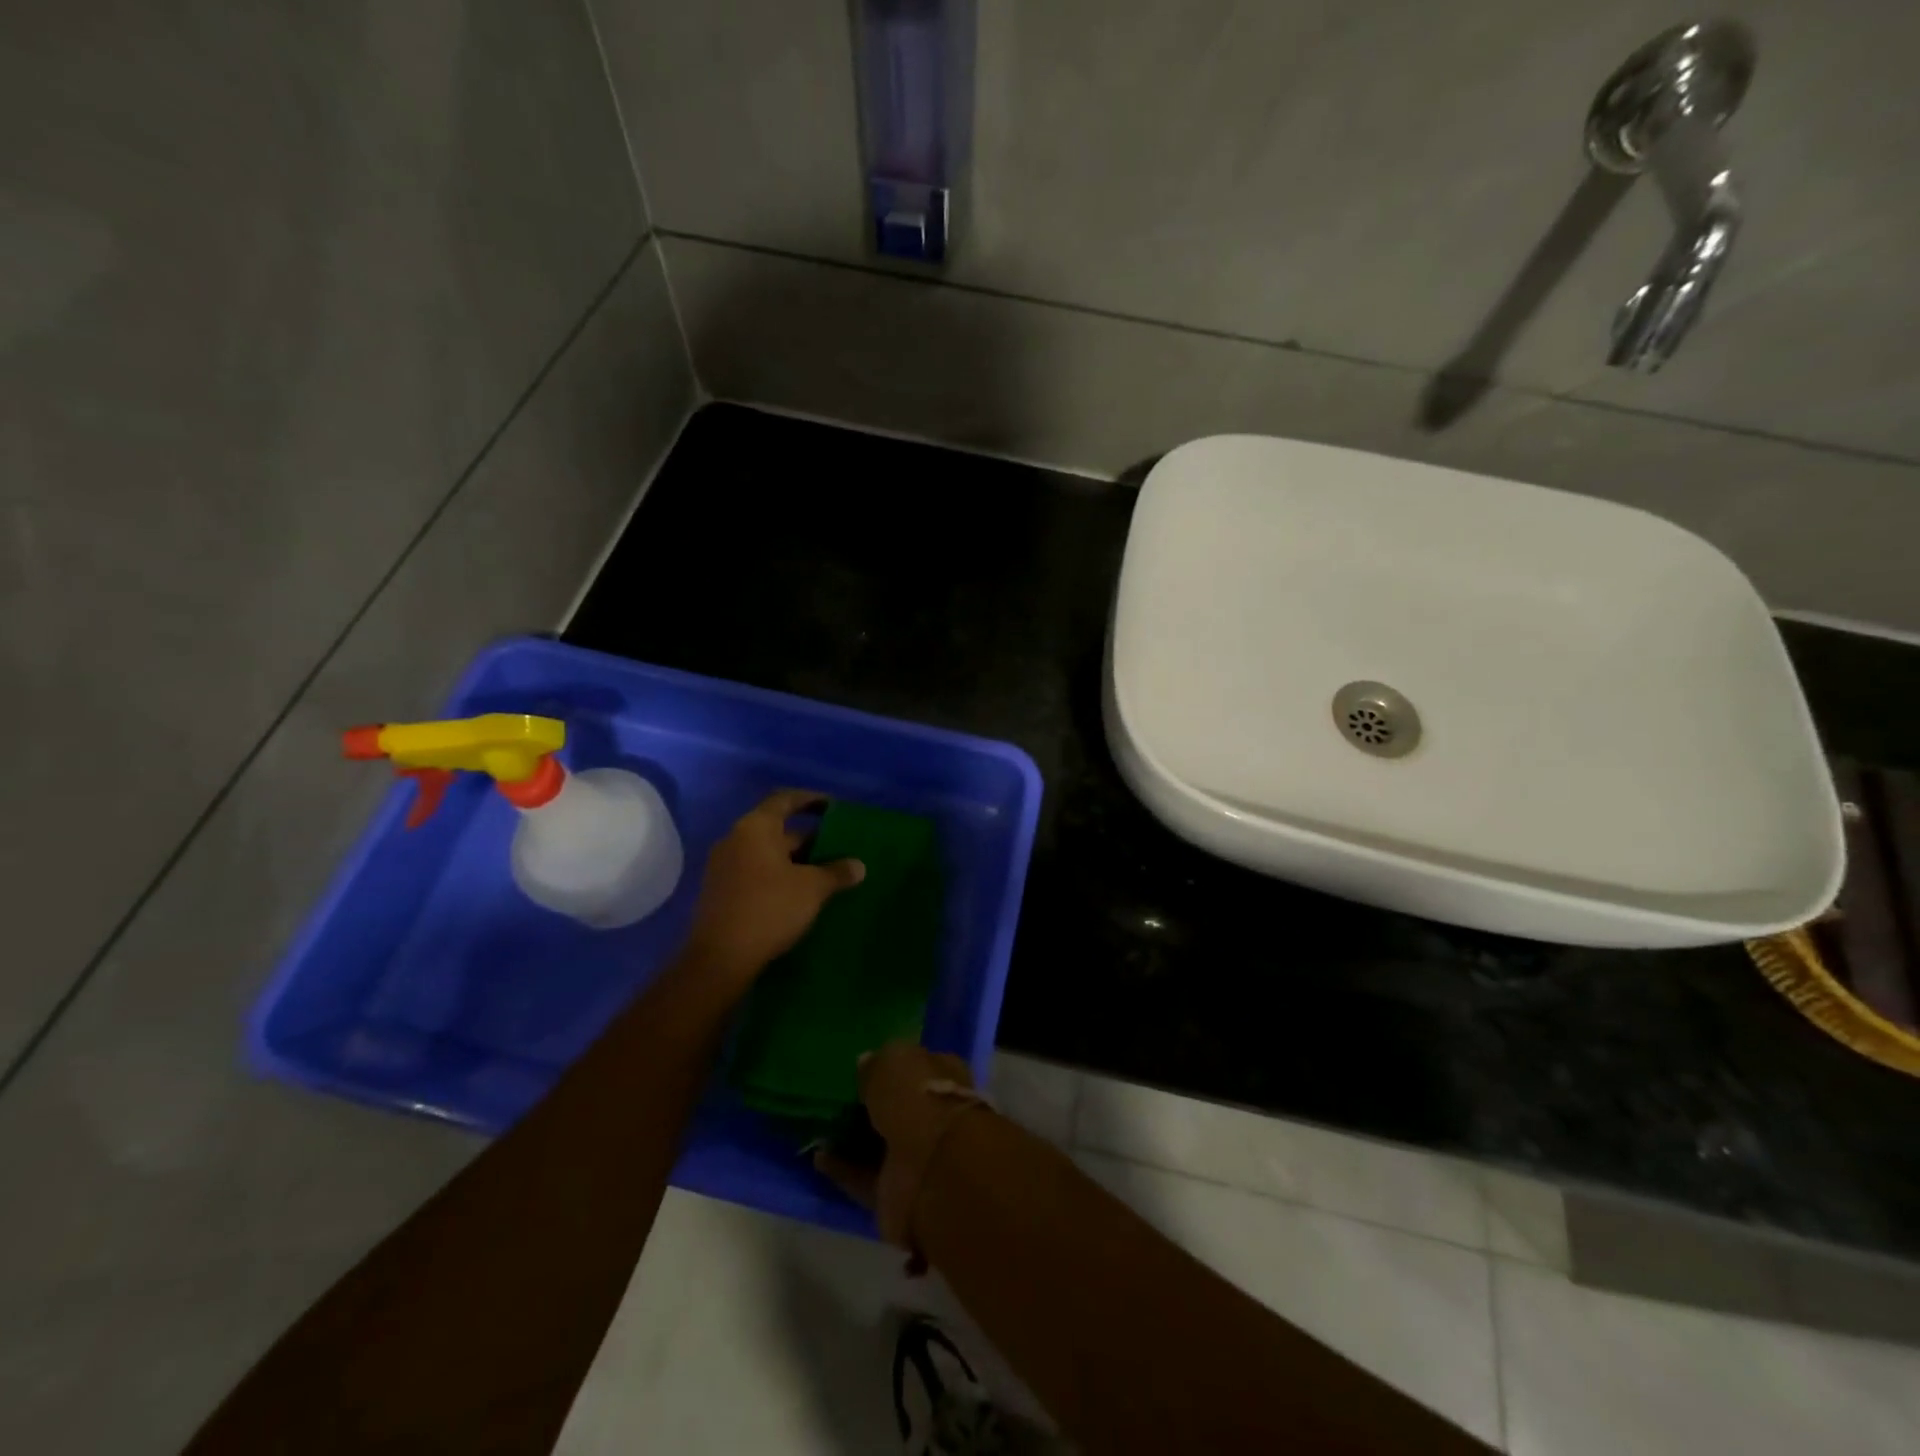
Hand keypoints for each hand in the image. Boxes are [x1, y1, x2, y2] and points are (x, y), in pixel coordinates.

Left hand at [684, 789, 864, 983]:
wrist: (720, 958)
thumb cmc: (770, 908)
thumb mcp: (813, 888)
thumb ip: (837, 872)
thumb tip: (858, 865)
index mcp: (755, 828)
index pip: (785, 800)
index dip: (811, 800)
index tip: (833, 807)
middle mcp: (735, 840)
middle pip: (777, 829)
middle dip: (808, 838)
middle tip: (837, 849)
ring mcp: (724, 866)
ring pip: (767, 854)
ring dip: (795, 860)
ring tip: (825, 873)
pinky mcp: (721, 892)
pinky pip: (756, 873)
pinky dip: (779, 876)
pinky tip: (800, 894)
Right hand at [815, 1041, 990, 1251]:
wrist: (932, 1169)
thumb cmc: (919, 1098)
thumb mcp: (893, 1063)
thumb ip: (877, 1063)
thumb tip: (865, 1062)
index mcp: (944, 1076)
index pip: (918, 1065)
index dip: (893, 1064)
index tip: (863, 1064)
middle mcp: (934, 1115)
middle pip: (899, 1106)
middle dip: (872, 1103)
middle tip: (837, 1095)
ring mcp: (916, 1155)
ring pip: (879, 1142)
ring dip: (853, 1137)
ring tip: (820, 1124)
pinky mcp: (895, 1191)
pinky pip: (862, 1176)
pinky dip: (841, 1168)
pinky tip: (818, 1155)